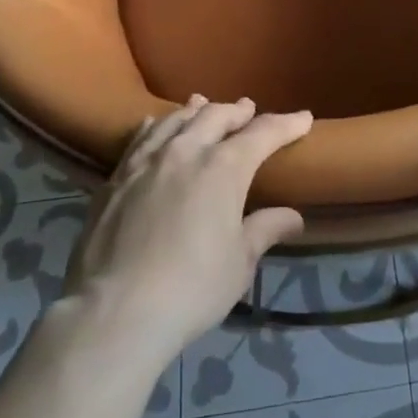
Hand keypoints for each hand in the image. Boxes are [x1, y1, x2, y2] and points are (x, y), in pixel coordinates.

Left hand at [65, 96, 311, 362]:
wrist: (114, 312)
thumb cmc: (191, 287)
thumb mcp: (239, 263)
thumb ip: (265, 230)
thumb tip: (293, 217)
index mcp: (225, 167)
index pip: (263, 133)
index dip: (286, 123)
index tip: (303, 117)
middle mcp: (187, 151)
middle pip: (216, 116)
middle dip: (237, 111)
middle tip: (249, 109)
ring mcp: (147, 161)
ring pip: (176, 120)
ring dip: (196, 111)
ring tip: (204, 104)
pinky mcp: (115, 178)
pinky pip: (140, 138)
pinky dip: (156, 125)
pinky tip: (154, 124)